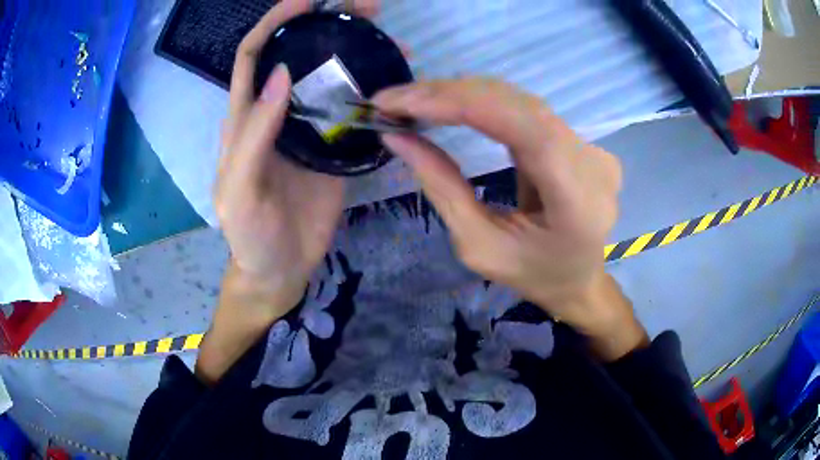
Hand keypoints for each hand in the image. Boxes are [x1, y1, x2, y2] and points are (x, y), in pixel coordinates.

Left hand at [199, 0, 377, 385]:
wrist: (281, 267)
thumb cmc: (250, 235)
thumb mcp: (239, 190)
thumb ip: (252, 135)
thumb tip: (281, 75)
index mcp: (246, 118)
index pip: (253, 55)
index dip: (275, 22)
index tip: (307, 0)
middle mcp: (277, 113)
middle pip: (297, 55)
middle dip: (325, 24)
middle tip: (368, 9)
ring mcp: (309, 128)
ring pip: (329, 77)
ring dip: (356, 53)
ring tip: (393, 42)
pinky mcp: (334, 147)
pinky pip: (352, 110)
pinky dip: (371, 91)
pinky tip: (393, 84)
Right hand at [373, 79, 646, 359]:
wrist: (579, 280)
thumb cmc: (532, 276)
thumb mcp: (479, 247)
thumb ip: (442, 188)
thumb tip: (397, 137)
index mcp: (578, 201)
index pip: (524, 127)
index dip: (461, 104)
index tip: (400, 102)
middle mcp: (592, 162)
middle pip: (519, 105)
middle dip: (448, 95)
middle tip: (391, 100)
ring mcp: (592, 147)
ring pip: (519, 101)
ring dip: (460, 94)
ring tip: (410, 101)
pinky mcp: (579, 140)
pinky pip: (524, 109)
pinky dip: (480, 102)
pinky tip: (446, 103)